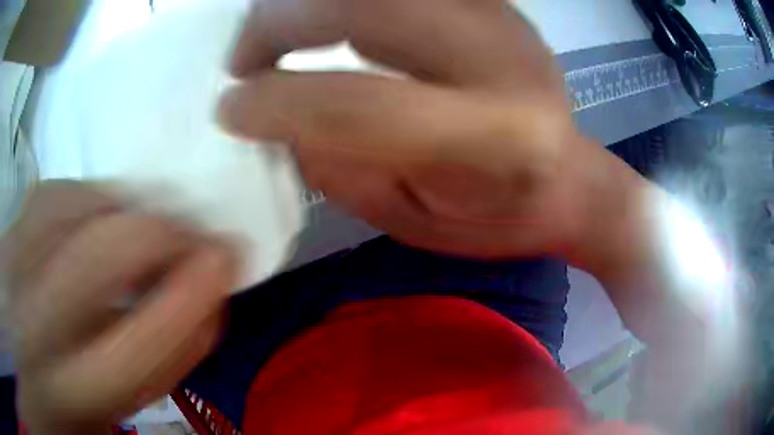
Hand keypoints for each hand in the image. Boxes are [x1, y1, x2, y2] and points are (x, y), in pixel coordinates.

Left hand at [0, 181, 236, 434]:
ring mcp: (14, 264)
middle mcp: (35, 325)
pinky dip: (91, 194)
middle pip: (107, 255)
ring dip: (130, 210)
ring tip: (151, 226)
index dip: (192, 296)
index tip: (228, 258)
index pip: (141, 342)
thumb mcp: (116, 408)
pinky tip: (102, 214)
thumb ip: (162, 363)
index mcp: (73, 392)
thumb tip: (206, 301)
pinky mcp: (10, 229)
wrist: (23, 363)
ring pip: (80, 206)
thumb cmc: (66, 401)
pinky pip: (57, 191)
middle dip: (168, 235)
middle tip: (198, 236)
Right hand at [220, 0, 637, 259]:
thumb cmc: (499, 219)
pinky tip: (323, 19)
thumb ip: (341, 169)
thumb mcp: (415, 221)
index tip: (229, 109)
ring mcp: (501, 18)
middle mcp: (502, 60)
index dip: (277, 102)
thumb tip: (277, 117)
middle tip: (241, 60)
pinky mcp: (494, 4)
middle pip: (365, 11)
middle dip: (279, 24)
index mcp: (495, 139)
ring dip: (305, 2)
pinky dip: (347, 0)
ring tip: (271, 35)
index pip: (359, 104)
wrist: (570, 180)